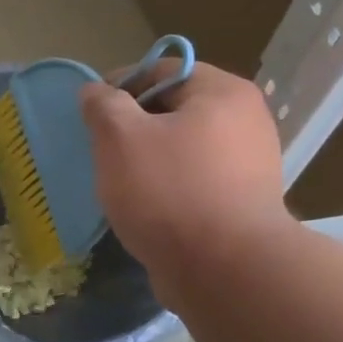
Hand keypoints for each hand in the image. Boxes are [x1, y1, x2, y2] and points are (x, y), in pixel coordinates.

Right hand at [79, 61, 290, 276]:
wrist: (225, 271)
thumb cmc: (169, 192)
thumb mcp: (120, 138)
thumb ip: (103, 106)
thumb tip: (96, 91)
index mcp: (222, 92)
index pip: (162, 70)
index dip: (120, 85)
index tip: (91, 114)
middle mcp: (246, 120)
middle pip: (175, 109)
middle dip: (134, 126)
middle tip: (103, 152)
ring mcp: (251, 164)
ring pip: (184, 148)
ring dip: (150, 159)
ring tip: (121, 184)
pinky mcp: (245, 202)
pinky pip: (197, 180)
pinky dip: (170, 187)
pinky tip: (148, 208)